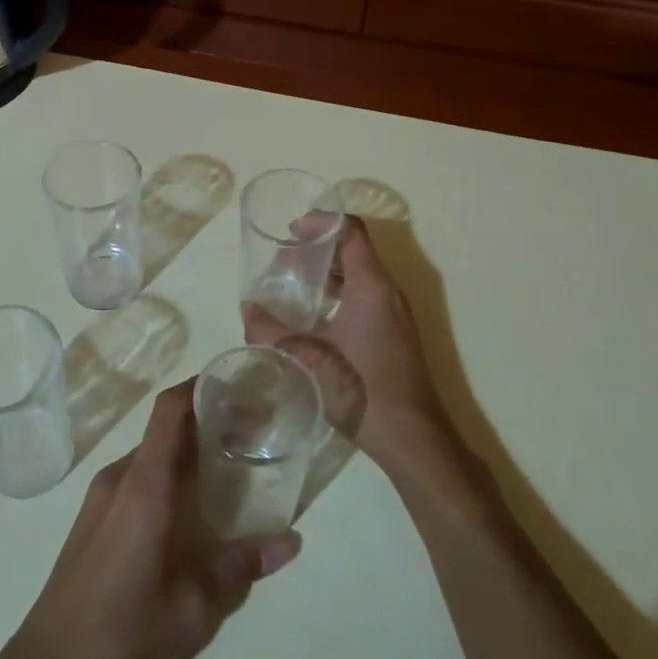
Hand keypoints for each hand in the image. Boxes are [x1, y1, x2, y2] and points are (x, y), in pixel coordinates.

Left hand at [0, 381, 300, 658]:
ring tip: (225, 472)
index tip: (236, 384)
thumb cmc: (128, 632)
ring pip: (149, 456)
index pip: (169, 410)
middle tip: (247, 435)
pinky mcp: (91, 519)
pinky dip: (164, 478)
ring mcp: (99, 497)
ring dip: (184, 454)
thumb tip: (291, 540)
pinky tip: (187, 513)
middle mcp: (119, 477)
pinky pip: (134, 479)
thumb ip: (243, 566)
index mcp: (145, 483)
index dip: (200, 385)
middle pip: (164, 430)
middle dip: (204, 423)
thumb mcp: (198, 606)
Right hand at [244, 214, 452, 476]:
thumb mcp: (305, 355)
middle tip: (284, 263)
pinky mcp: (395, 334)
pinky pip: (365, 297)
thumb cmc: (359, 386)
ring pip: (360, 275)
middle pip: (354, 250)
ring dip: (328, 274)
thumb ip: (270, 330)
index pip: (351, 230)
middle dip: (318, 250)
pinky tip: (315, 318)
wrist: (410, 436)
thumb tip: (246, 308)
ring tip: (294, 287)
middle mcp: (388, 291)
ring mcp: (395, 314)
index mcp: (371, 284)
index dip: (321, 222)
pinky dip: (339, 294)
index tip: (292, 231)